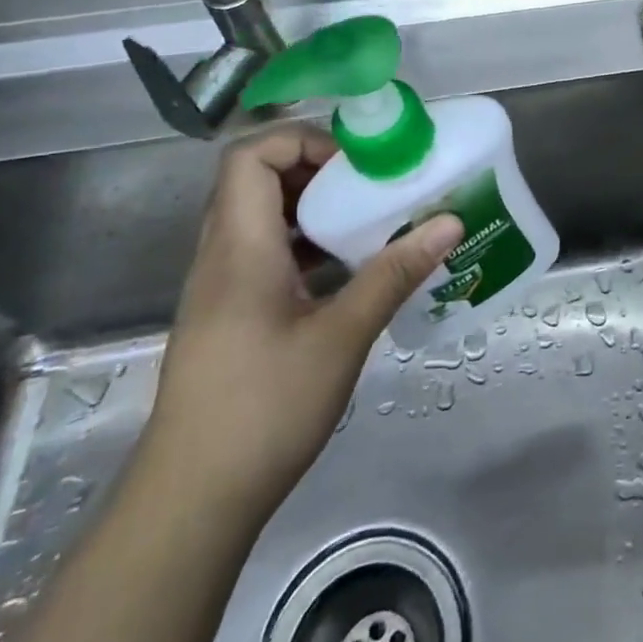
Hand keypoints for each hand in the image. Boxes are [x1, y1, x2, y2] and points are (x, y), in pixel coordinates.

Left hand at [142, 123, 462, 521]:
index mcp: (240, 247)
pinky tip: (348, 271)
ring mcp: (221, 288)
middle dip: (318, 170)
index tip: (357, 164)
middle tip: (373, 186)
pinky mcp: (230, 315)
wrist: (193, 500)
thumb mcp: (342, 336)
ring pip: (261, 217)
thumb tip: (449, 222)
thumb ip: (394, 273)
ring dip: (314, 208)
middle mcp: (222, 256)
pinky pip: (266, 253)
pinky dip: (306, 244)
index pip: (251, 156)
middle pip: (256, 180)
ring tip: (369, 221)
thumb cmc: (264, 408)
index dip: (303, 141)